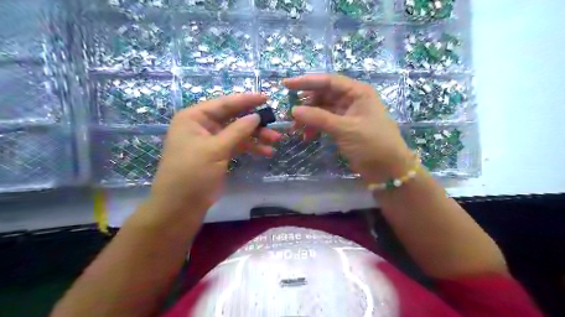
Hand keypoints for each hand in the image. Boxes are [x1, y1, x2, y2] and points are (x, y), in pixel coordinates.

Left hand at [143, 94, 281, 226]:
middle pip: (233, 118)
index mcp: (194, 118)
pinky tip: (266, 152)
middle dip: (254, 123)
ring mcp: (211, 141)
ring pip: (238, 133)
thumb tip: (256, 116)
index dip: (246, 100)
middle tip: (275, 125)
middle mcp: (202, 126)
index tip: (266, 97)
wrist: (180, 207)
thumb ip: (237, 131)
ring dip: (256, 137)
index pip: (224, 104)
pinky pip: (237, 146)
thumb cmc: (192, 173)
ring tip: (275, 140)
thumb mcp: (215, 149)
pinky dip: (251, 148)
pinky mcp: (218, 155)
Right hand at [285, 75, 413, 183]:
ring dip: (309, 118)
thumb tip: (293, 110)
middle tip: (290, 115)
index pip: (328, 81)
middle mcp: (352, 99)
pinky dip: (315, 127)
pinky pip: (325, 122)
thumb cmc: (372, 144)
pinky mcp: (344, 128)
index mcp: (358, 92)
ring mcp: (348, 114)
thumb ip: (318, 118)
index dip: (306, 82)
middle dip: (306, 104)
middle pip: (324, 95)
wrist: (388, 169)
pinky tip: (307, 136)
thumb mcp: (345, 128)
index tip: (286, 85)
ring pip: (323, 110)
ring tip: (296, 129)